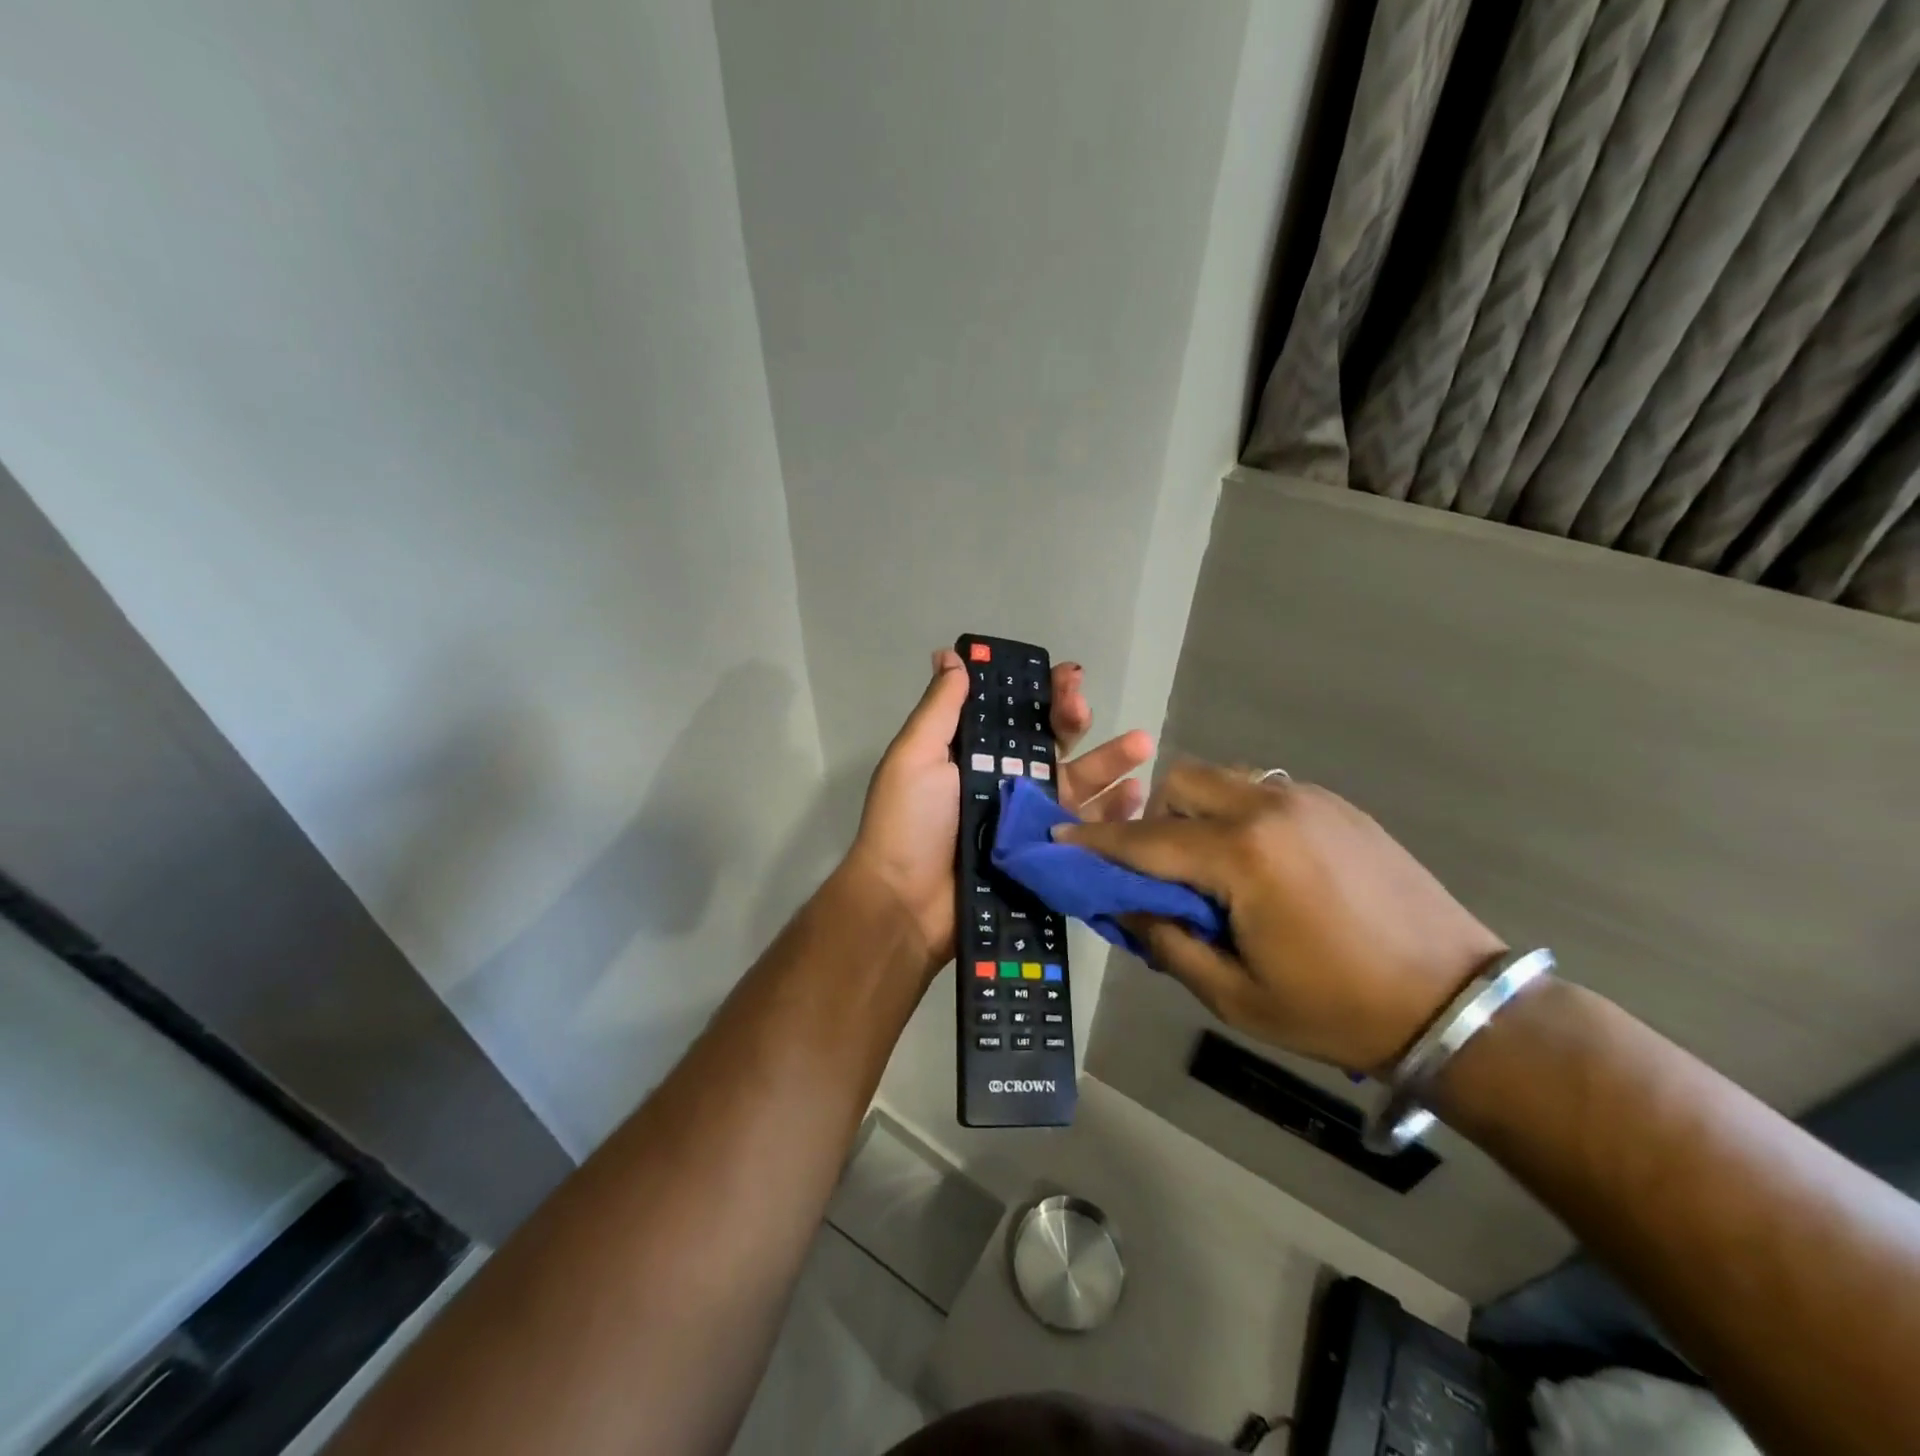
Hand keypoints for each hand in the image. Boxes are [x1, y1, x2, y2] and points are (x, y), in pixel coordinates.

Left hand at [845, 648, 1152, 976]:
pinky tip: (1136, 797)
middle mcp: (1008, 784)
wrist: (906, 906)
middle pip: (1054, 746)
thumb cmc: (908, 824)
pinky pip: (1087, 832)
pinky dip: (1114, 815)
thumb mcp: (915, 757)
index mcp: (977, 756)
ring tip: (1142, 746)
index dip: (1043, 694)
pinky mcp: (1046, 858)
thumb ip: (941, 708)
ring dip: (1111, 763)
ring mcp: (1031, 822)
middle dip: (1077, 721)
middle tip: (1086, 709)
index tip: (1067, 678)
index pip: (1018, 715)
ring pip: (1079, 785)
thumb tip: (950, 654)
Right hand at [1056, 759, 1505, 1073]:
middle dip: (1155, 817)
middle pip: (1181, 781)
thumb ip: (1167, 943)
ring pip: (1223, 778)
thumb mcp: (1235, 996)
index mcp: (1242, 856)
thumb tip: (1124, 908)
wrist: (1456, 1003)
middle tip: (1160, 869)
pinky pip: (1263, 791)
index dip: (1096, 841)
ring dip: (1197, 810)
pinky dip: (1239, 814)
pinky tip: (1261, 864)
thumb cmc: (1337, 1009)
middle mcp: (1270, 808)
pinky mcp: (1337, 805)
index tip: (1059, 836)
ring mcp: (1308, 799)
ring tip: (1212, 867)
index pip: (1146, 840)